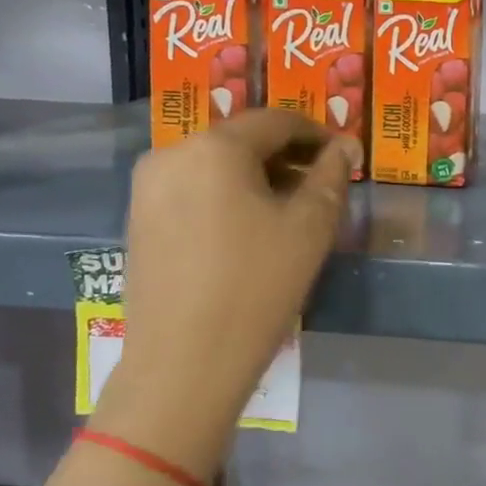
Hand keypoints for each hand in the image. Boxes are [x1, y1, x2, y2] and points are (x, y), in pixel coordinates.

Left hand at [91, 111, 356, 475]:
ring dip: (257, 177)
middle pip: (242, 140)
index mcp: (215, 146)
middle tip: (322, 185)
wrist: (184, 363)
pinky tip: (250, 229)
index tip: (343, 155)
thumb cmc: (257, 285)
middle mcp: (173, 153)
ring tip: (291, 209)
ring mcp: (149, 187)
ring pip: (216, 165)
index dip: (316, 133)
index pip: (276, 121)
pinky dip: (227, 196)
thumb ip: (331, 176)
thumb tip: (346, 147)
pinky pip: (193, 189)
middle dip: (287, 157)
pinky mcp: (139, 219)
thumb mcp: (310, 227)